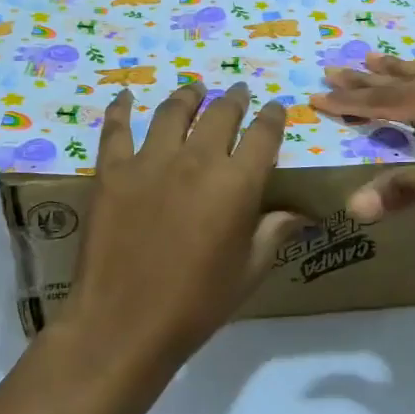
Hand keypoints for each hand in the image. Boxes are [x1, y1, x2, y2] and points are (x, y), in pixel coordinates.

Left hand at [66, 82, 304, 370]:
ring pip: (174, 112)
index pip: (264, 135)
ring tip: (194, 89)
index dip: (273, 117)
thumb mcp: (248, 271)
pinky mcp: (112, 170)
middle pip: (221, 114)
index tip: (275, 108)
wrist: (123, 323)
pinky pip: (117, 129)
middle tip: (238, 92)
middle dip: (235, 99)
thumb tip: (302, 212)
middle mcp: (197, 160)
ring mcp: (151, 161)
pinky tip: (126, 98)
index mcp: (237, 183)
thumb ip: (274, 232)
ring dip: (188, 95)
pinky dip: (121, 109)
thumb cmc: (196, 304)